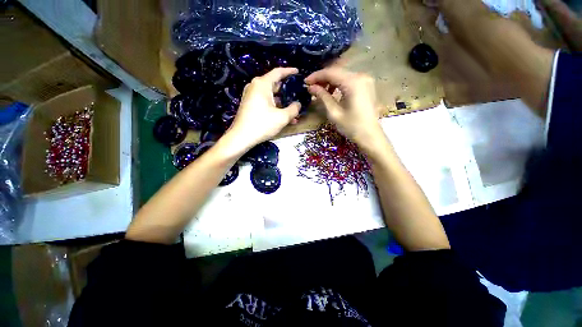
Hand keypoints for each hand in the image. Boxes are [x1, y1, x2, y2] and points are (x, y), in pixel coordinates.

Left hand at [227, 68, 301, 148]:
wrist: (241, 137)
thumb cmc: (262, 124)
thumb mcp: (282, 117)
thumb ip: (294, 109)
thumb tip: (298, 104)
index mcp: (262, 84)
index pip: (278, 72)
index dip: (289, 71)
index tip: (298, 72)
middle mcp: (255, 86)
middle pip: (274, 84)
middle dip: (287, 91)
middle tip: (297, 94)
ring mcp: (251, 96)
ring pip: (271, 95)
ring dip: (282, 102)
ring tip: (293, 110)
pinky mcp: (250, 105)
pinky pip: (265, 102)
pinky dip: (274, 107)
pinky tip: (283, 116)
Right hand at [305, 67, 381, 144]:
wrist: (370, 136)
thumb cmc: (351, 126)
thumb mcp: (334, 113)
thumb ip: (322, 97)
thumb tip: (311, 87)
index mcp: (353, 82)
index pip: (331, 73)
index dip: (316, 76)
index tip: (305, 82)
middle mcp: (361, 76)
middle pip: (337, 72)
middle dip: (322, 78)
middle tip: (311, 87)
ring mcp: (366, 80)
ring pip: (343, 75)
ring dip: (330, 81)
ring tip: (320, 90)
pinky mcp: (367, 85)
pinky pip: (349, 80)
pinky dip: (339, 84)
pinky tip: (332, 92)